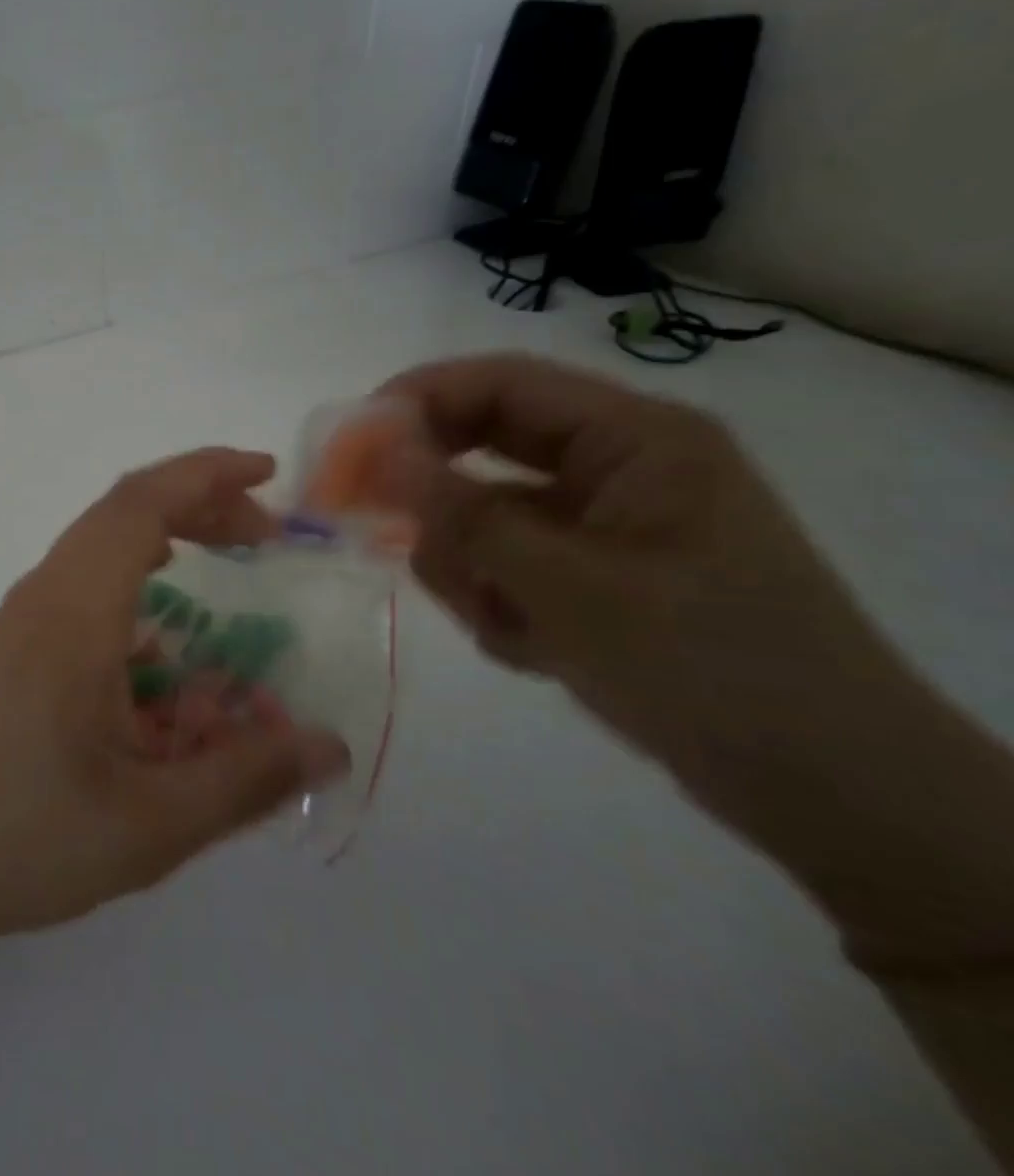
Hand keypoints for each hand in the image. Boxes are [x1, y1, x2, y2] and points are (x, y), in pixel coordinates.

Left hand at [0, 450, 348, 943]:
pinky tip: (162, 627)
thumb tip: (330, 744)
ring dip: (165, 533)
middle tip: (265, 533)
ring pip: (99, 542)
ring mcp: (23, 617)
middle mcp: (44, 595)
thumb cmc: (24, 834)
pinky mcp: (15, 643)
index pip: (139, 504)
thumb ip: (244, 779)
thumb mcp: (151, 823)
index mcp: (74, 613)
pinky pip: (82, 579)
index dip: (206, 476)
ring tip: (225, 559)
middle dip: (199, 503)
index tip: (266, 475)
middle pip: (122, 512)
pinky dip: (134, 571)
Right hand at [380, 354, 918, 790]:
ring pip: (486, 517)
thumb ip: (464, 515)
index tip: (350, 440)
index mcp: (635, 440)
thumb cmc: (707, 666)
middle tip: (372, 523)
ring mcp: (603, 525)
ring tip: (503, 623)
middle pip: (485, 448)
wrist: (825, 791)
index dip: (419, 399)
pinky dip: (500, 604)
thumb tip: (379, 455)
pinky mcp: (594, 576)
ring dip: (472, 567)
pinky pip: (508, 566)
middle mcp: (616, 468)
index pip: (504, 384)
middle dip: (435, 495)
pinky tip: (534, 650)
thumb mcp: (569, 587)